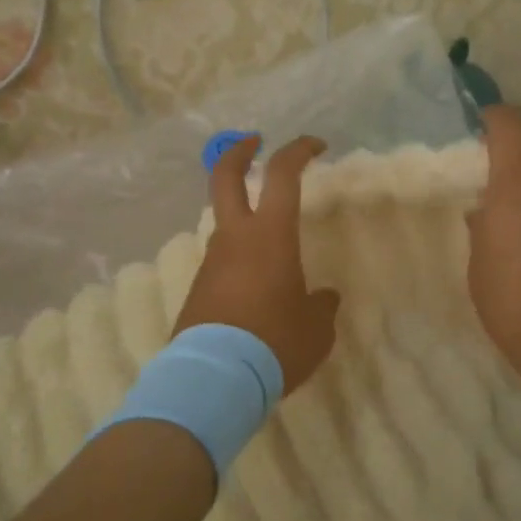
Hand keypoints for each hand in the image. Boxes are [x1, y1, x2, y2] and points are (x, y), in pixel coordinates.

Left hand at [175, 135, 341, 393]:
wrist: (214, 378)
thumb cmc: (275, 343)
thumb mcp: (315, 328)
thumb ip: (321, 306)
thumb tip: (322, 298)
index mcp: (270, 235)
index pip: (283, 174)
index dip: (299, 150)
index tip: (316, 145)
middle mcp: (235, 238)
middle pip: (226, 177)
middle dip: (239, 151)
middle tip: (253, 142)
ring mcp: (211, 261)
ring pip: (225, 223)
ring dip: (244, 219)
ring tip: (274, 252)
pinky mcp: (198, 287)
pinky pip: (222, 261)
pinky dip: (239, 260)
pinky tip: (256, 290)